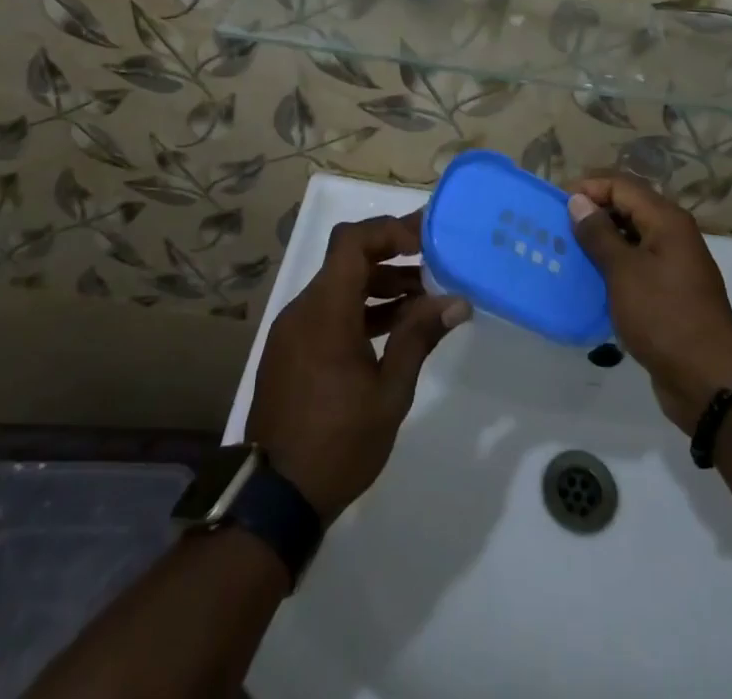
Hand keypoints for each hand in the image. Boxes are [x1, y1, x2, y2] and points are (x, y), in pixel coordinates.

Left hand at [245, 212, 470, 522]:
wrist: (274, 501)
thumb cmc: (338, 443)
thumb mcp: (390, 392)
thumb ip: (419, 337)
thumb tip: (457, 300)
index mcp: (325, 311)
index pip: (352, 241)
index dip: (390, 231)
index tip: (426, 240)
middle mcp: (303, 310)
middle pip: (348, 260)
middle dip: (393, 255)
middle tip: (435, 260)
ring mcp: (293, 331)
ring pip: (340, 286)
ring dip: (380, 284)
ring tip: (425, 298)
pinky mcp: (291, 351)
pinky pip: (329, 312)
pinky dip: (361, 308)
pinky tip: (394, 329)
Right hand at [568, 173, 731, 434]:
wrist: (708, 380)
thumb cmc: (664, 317)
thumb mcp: (624, 272)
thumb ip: (599, 234)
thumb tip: (578, 201)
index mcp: (667, 220)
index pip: (622, 185)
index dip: (589, 188)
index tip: (556, 205)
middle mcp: (673, 234)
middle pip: (628, 207)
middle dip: (593, 213)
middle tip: (558, 228)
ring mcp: (673, 263)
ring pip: (631, 237)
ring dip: (601, 241)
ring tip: (568, 253)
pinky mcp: (669, 291)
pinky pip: (636, 265)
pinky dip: (613, 266)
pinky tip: (590, 280)